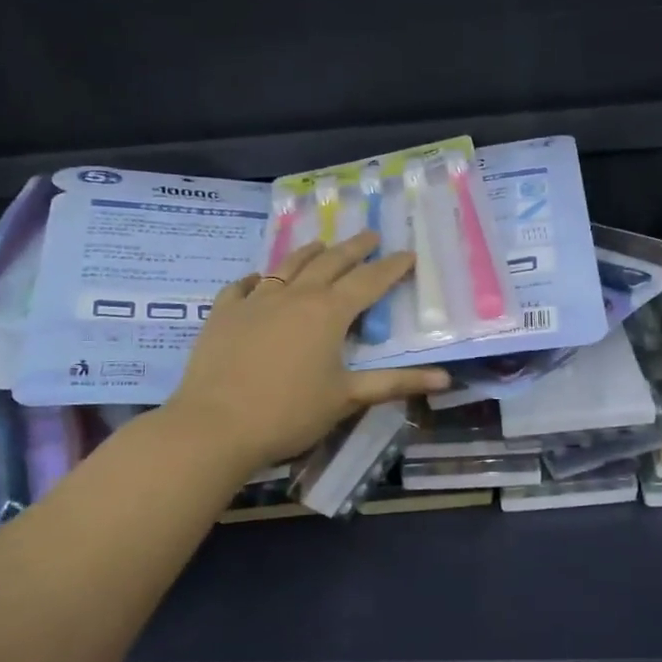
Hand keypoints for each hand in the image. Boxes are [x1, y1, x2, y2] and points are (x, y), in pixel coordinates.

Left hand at [165, 232, 448, 468]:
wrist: (214, 426)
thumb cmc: (289, 413)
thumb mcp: (347, 398)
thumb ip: (396, 383)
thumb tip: (446, 378)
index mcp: (329, 312)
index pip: (369, 281)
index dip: (392, 267)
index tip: (408, 254)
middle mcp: (294, 295)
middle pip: (330, 263)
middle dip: (354, 248)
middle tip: (371, 235)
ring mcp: (254, 300)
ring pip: (287, 266)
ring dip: (309, 252)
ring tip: (321, 244)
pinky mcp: (223, 314)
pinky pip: (242, 286)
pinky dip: (256, 279)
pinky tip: (258, 279)